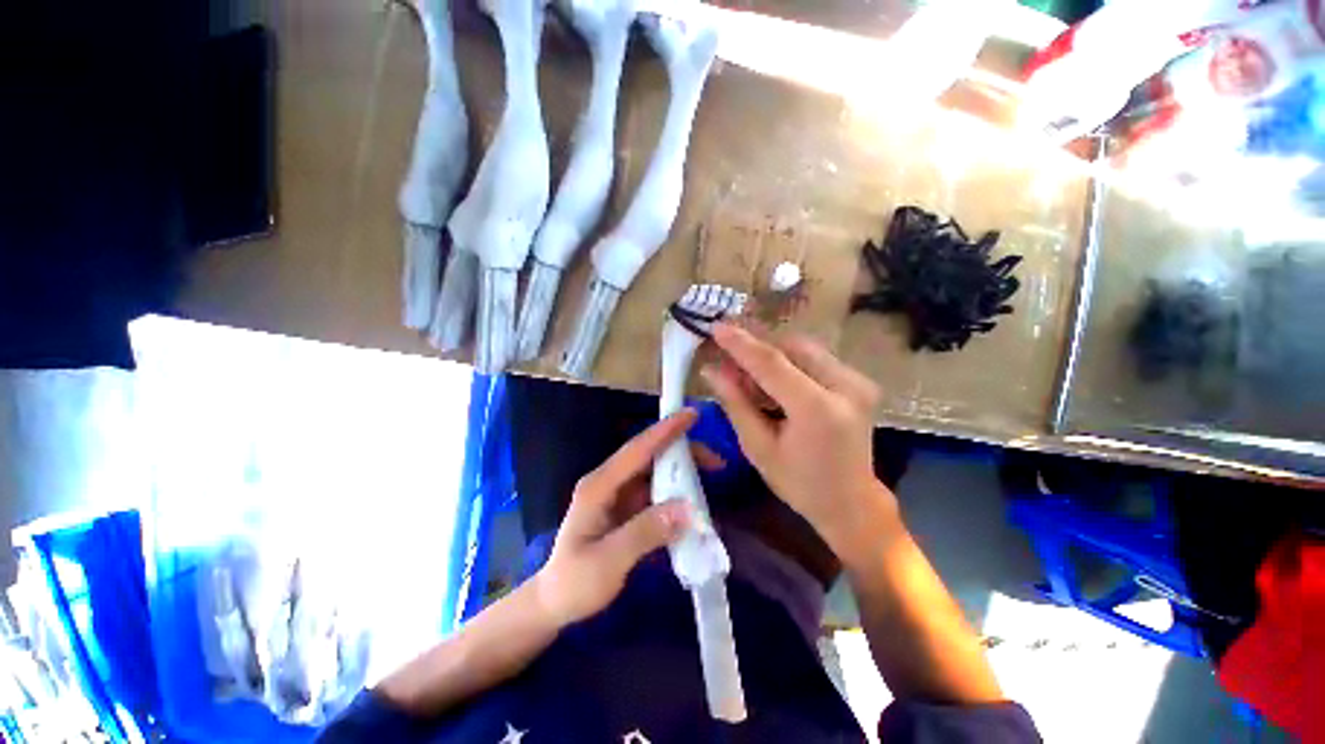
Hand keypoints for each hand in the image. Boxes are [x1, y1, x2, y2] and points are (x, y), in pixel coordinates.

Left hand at [533, 411, 695, 625]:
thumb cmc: (575, 583)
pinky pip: (657, 493)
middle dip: (683, 452)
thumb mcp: (607, 562)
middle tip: (717, 462)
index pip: (636, 450)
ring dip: (683, 472)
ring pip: (656, 473)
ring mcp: (618, 495)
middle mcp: (610, 483)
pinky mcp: (626, 509)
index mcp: (599, 486)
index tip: (691, 415)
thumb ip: (645, 533)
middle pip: (650, 456)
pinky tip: (695, 502)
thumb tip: (687, 509)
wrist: (555, 603)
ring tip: (713, 477)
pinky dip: (677, 493)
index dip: (664, 430)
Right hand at [701, 323, 900, 558]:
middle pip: (791, 347)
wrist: (852, 503)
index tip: (716, 327)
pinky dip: (789, 364)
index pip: (772, 363)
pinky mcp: (859, 382)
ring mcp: (858, 381)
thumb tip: (711, 370)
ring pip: (804, 349)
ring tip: (749, 377)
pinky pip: (815, 360)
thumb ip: (735, 403)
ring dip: (772, 356)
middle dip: (756, 349)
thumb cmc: (800, 484)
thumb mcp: (758, 448)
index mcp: (818, 409)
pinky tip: (773, 383)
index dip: (740, 344)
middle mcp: (846, 386)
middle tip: (729, 360)